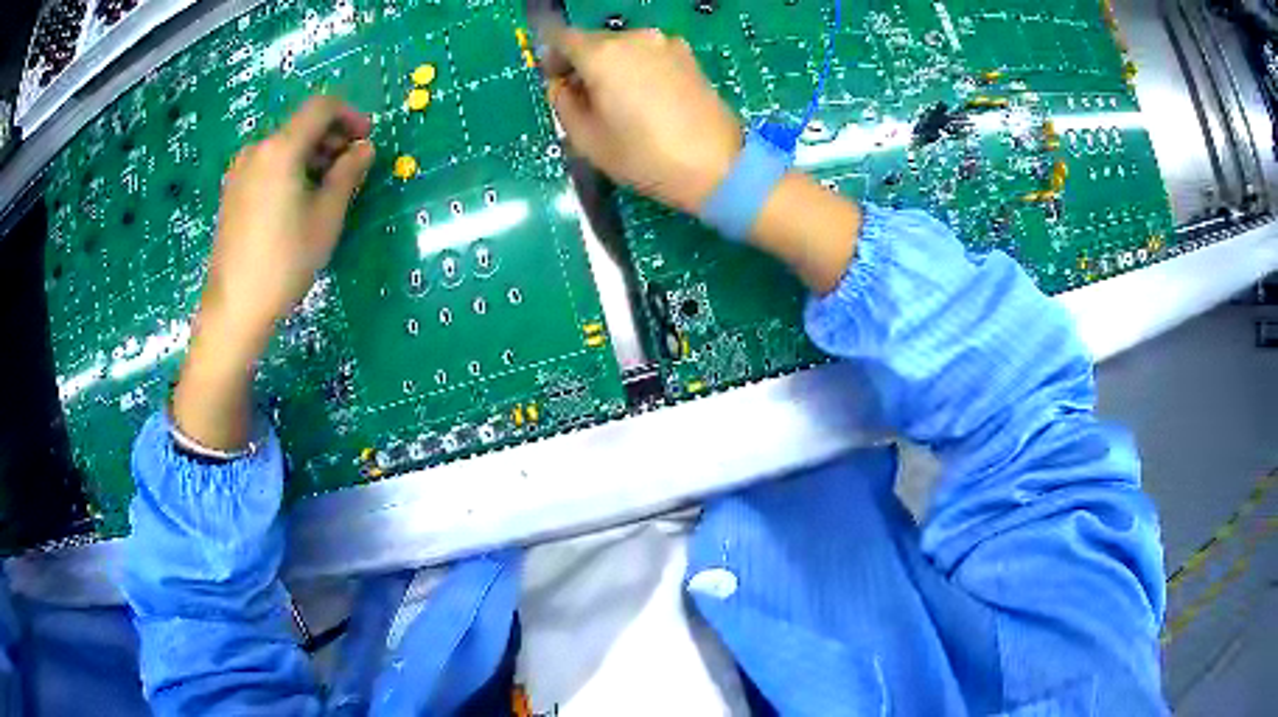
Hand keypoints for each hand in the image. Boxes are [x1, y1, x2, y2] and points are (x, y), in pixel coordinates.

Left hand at [202, 97, 374, 350]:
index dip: (350, 116)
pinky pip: (267, 165)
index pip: (322, 107)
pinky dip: (290, 169)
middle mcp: (257, 149)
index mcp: (281, 148)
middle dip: (331, 138)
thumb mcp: (327, 216)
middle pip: (301, 125)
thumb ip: (348, 173)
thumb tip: (365, 148)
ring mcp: (240, 171)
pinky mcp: (232, 192)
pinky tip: (297, 202)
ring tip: (326, 190)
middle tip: (351, 169)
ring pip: (284, 146)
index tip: (366, 141)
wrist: (234, 307)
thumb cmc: (285, 261)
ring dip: (311, 155)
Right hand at [545, 28, 742, 213]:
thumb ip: (563, 103)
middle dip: (582, 63)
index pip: (561, 37)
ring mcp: (665, 43)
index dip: (551, 56)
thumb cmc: (644, 156)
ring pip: (623, 47)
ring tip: (618, 103)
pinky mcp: (688, 56)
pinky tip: (645, 99)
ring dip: (611, 66)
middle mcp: (634, 38)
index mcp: (602, 54)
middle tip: (584, 98)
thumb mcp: (587, 139)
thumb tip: (561, 84)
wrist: (718, 165)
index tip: (554, 79)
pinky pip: (648, 54)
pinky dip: (637, 68)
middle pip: (594, 41)